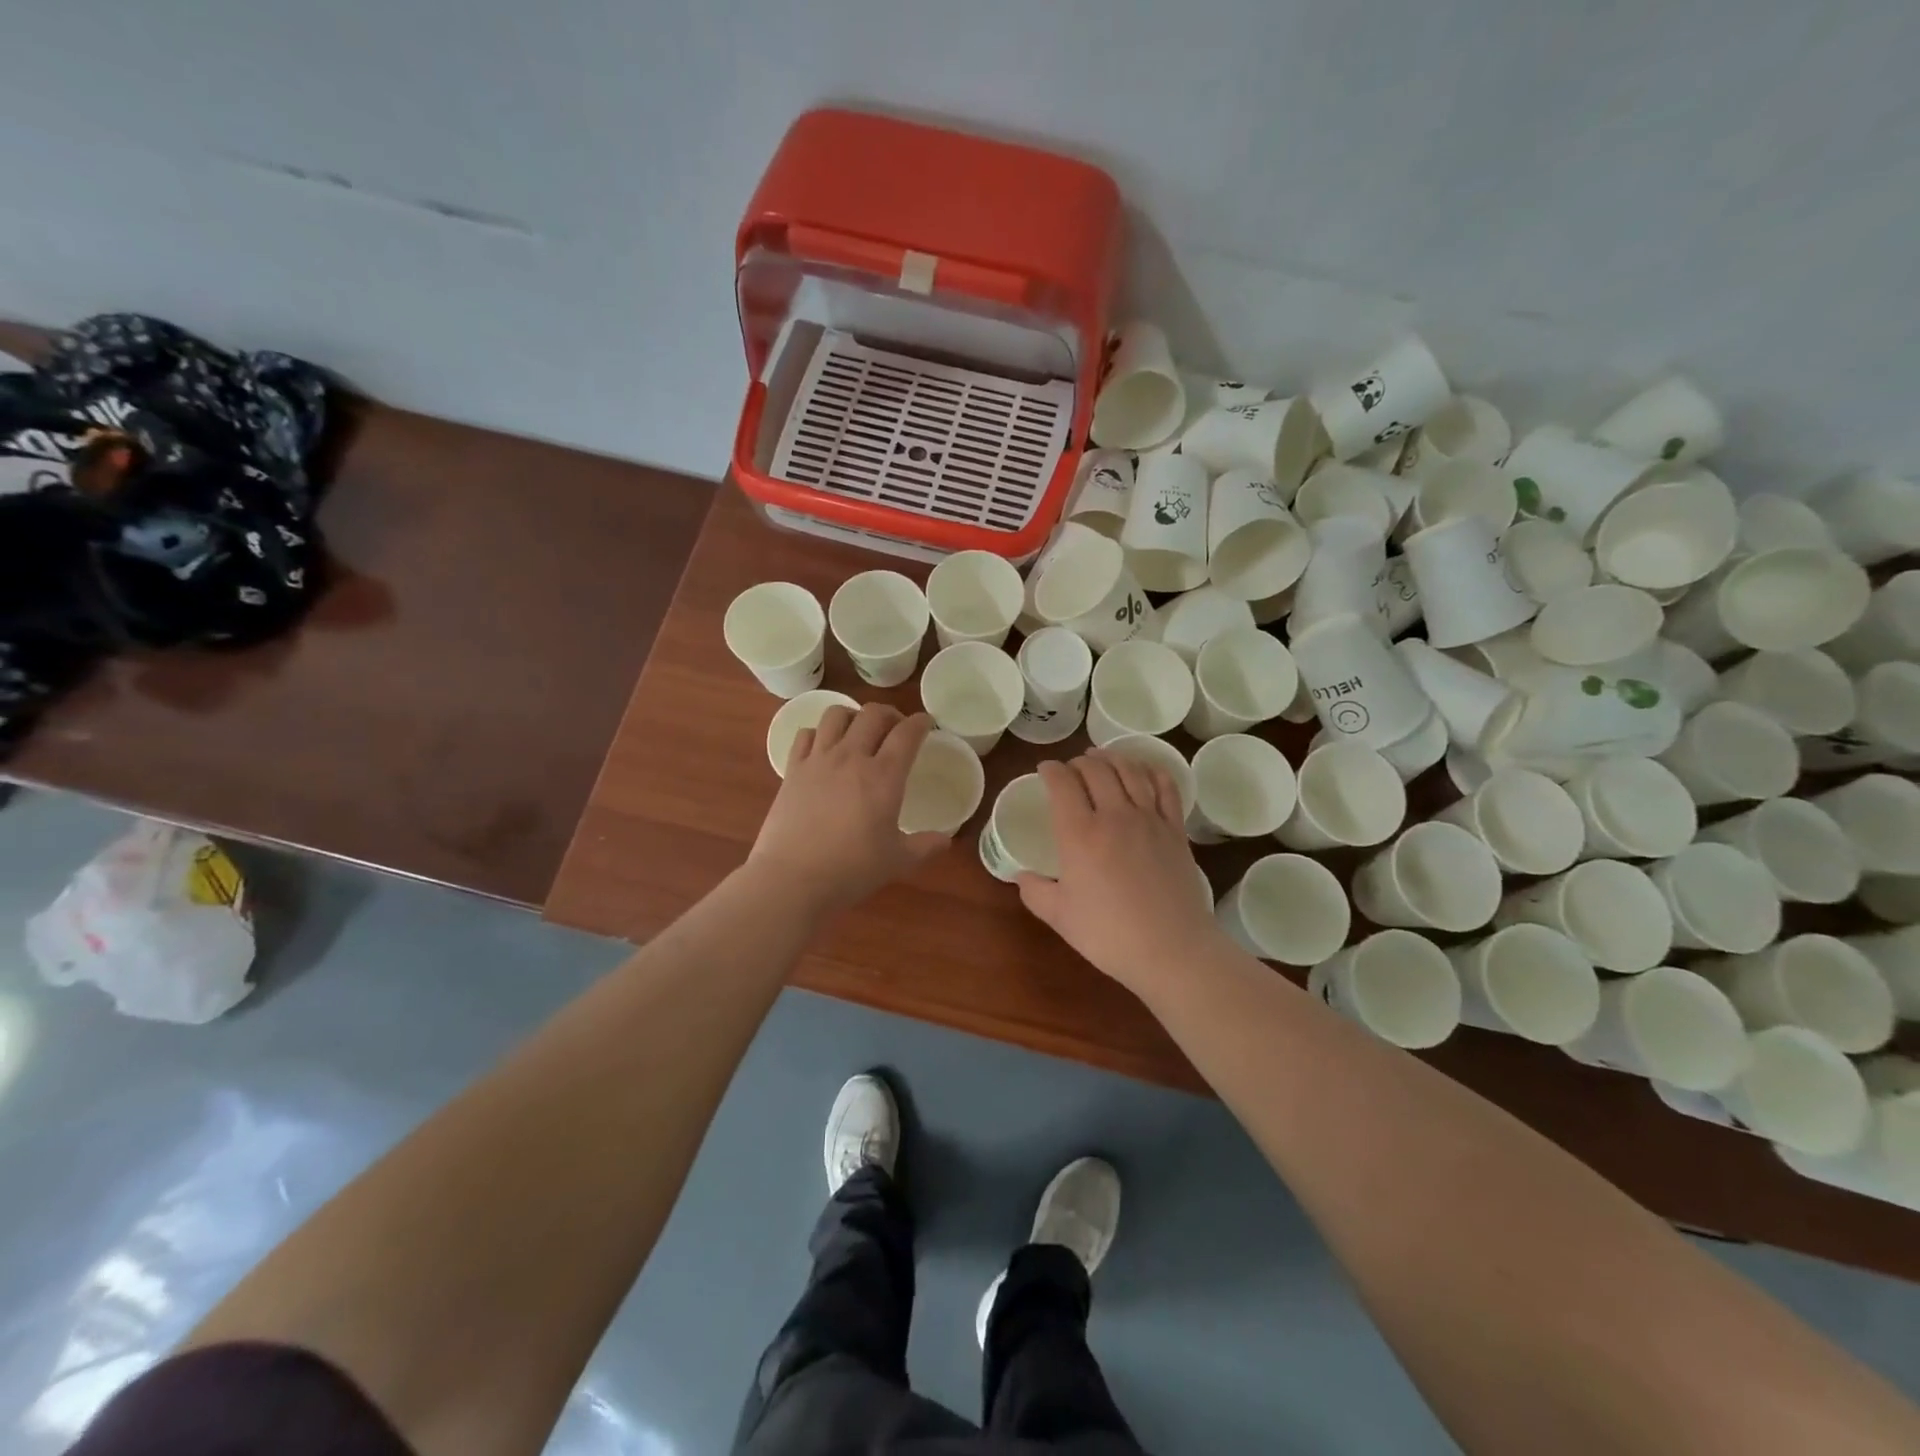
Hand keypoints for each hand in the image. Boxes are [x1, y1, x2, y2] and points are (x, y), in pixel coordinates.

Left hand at [750, 704, 949, 915]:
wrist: (792, 879)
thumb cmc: (851, 870)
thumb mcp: (897, 861)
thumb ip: (924, 846)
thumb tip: (945, 841)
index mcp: (884, 776)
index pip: (906, 734)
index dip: (920, 722)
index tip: (926, 723)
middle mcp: (851, 758)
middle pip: (872, 714)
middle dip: (890, 714)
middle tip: (896, 728)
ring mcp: (818, 760)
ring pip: (836, 715)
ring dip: (853, 716)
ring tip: (859, 732)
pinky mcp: (792, 770)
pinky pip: (806, 735)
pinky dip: (820, 733)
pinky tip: (824, 748)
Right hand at [1017, 752, 1226, 994]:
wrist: (1171, 949)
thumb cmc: (1108, 934)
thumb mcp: (1059, 916)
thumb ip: (1034, 891)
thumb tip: (1020, 877)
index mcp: (1079, 833)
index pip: (1062, 783)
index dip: (1051, 770)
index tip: (1045, 770)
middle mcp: (1114, 815)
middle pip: (1096, 769)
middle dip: (1079, 761)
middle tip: (1071, 768)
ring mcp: (1149, 819)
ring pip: (1130, 771)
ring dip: (1112, 758)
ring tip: (1102, 757)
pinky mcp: (1175, 830)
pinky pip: (1165, 787)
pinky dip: (1151, 771)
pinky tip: (1144, 771)